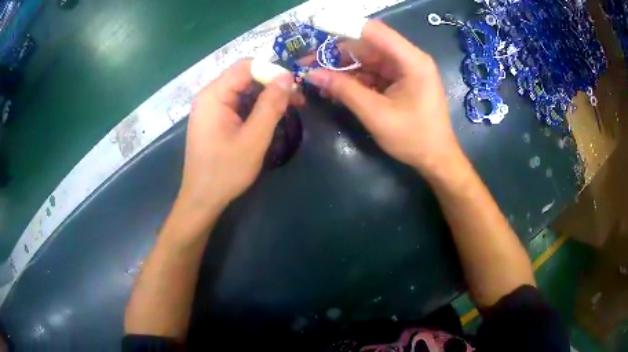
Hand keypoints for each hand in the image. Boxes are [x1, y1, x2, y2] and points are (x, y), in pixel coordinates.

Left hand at [177, 59, 298, 213]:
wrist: (202, 199)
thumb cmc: (226, 171)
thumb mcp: (254, 138)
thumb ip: (271, 105)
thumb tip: (287, 77)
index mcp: (214, 95)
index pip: (246, 66)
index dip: (273, 71)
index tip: (294, 88)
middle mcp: (209, 95)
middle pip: (244, 76)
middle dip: (271, 84)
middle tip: (297, 101)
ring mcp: (210, 107)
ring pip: (243, 90)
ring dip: (266, 97)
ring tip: (288, 111)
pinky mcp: (213, 118)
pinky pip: (237, 103)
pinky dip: (255, 107)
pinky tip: (269, 118)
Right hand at [307, 20, 460, 176]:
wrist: (436, 159)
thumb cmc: (413, 138)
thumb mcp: (376, 114)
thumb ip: (344, 90)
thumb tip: (312, 74)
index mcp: (411, 60)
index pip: (373, 31)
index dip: (343, 29)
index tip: (315, 34)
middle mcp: (408, 58)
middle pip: (367, 45)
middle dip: (337, 55)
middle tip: (309, 65)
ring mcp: (404, 70)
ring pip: (367, 60)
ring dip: (343, 69)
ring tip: (317, 81)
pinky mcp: (400, 81)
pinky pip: (372, 73)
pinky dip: (354, 80)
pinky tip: (335, 89)